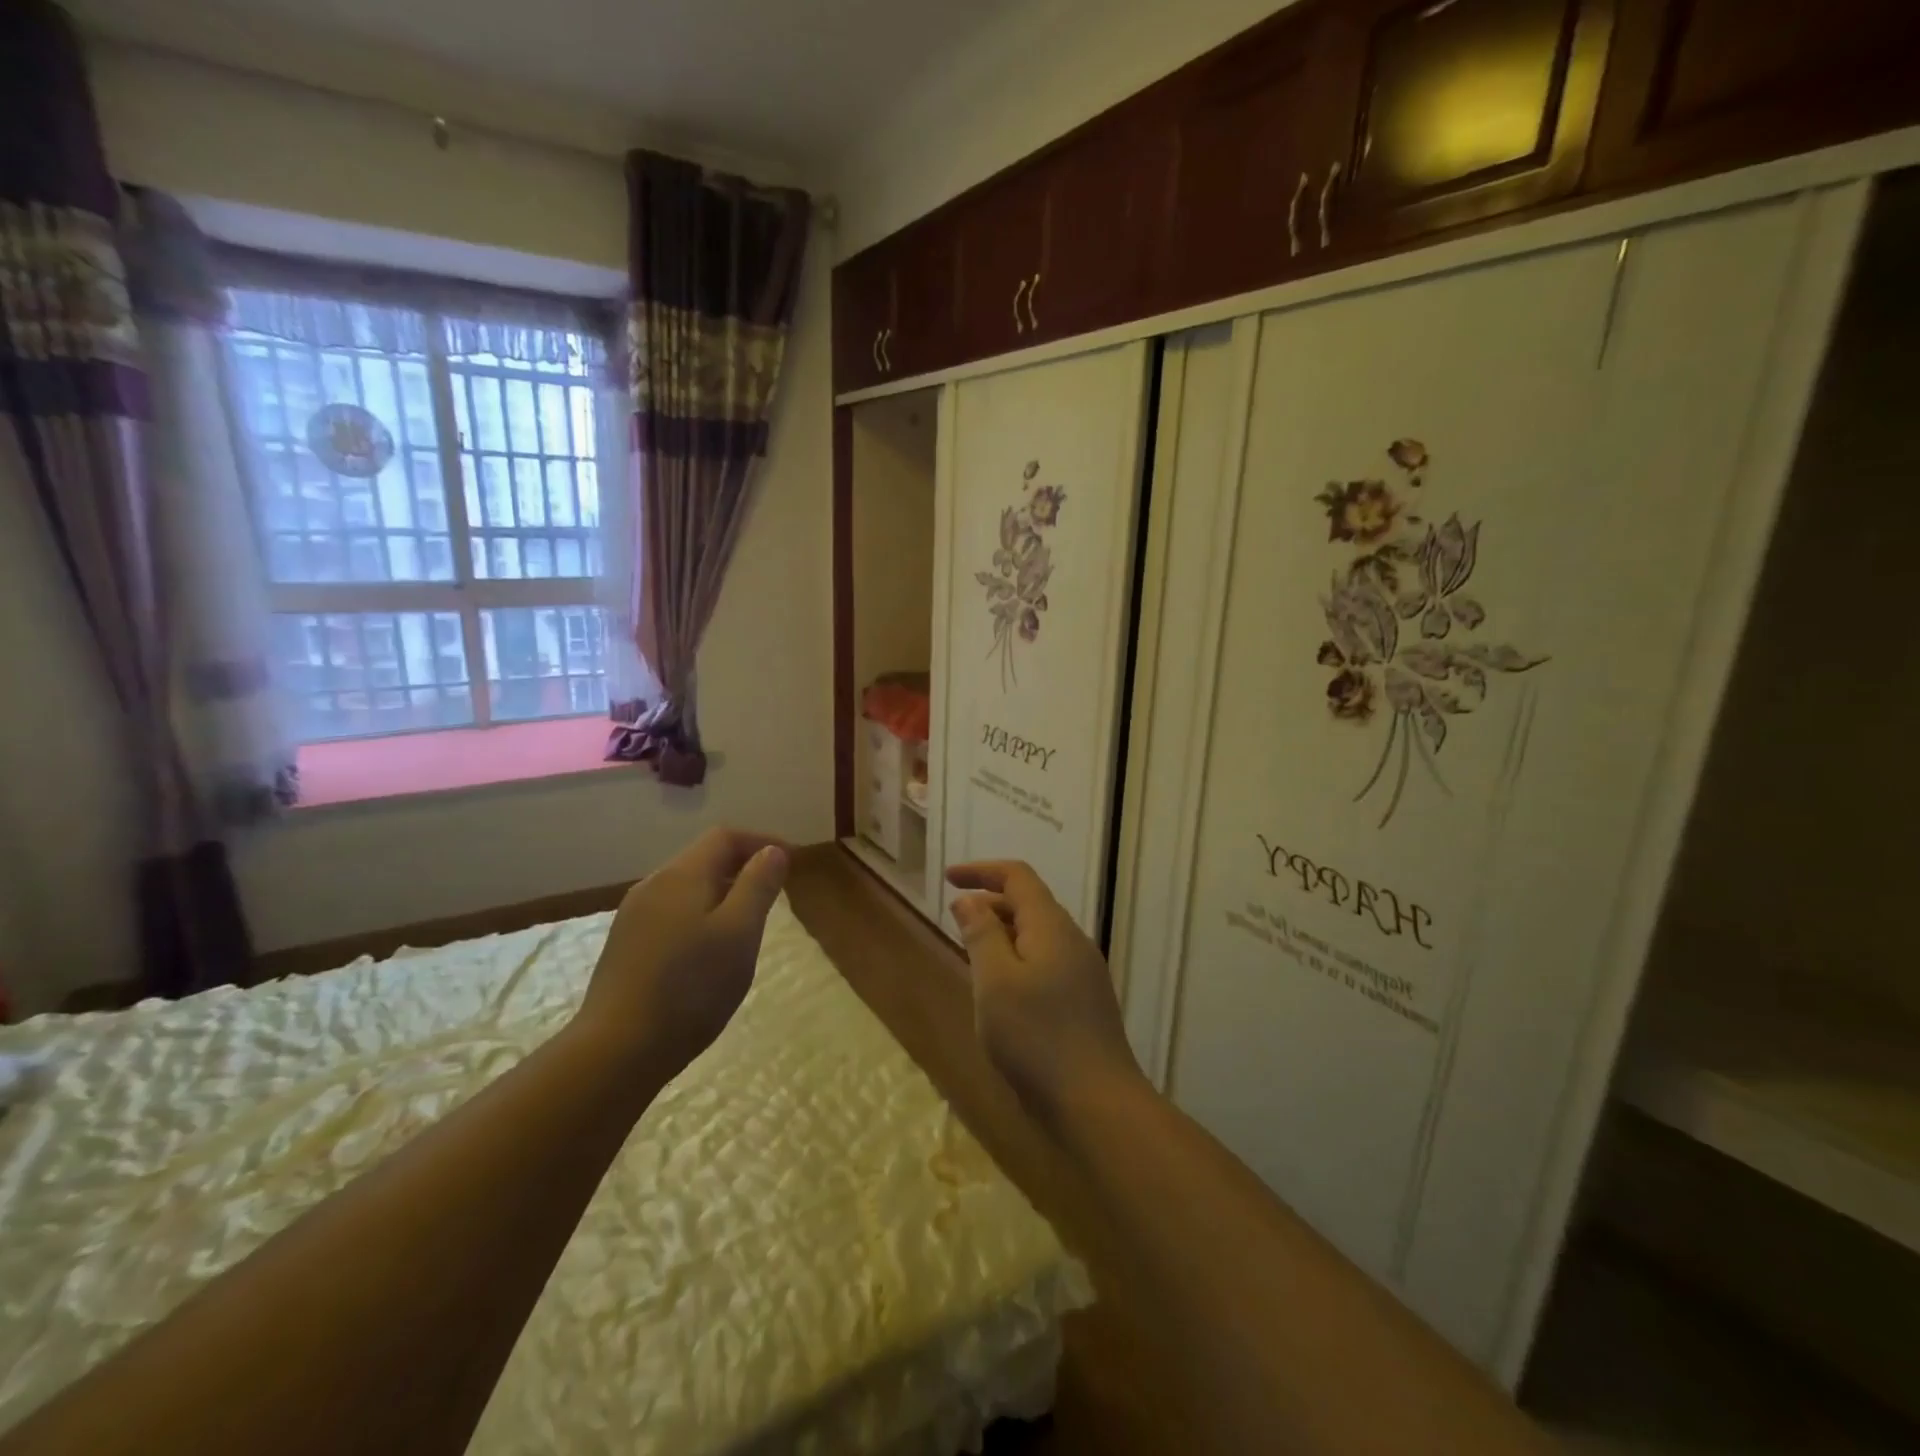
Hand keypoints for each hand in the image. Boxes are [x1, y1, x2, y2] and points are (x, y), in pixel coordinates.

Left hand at [575, 828, 788, 1077]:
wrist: (617, 1050)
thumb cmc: (691, 987)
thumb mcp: (740, 933)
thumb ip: (758, 886)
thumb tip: (772, 851)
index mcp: (682, 875)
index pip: (725, 837)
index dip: (761, 841)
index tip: (791, 862)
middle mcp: (653, 885)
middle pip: (703, 858)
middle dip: (743, 867)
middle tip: (774, 893)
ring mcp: (633, 916)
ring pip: (687, 888)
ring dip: (722, 893)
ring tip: (747, 923)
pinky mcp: (625, 945)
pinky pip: (672, 913)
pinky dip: (700, 915)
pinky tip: (709, 951)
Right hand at [947, 860, 1142, 1121]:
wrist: (1097, 1104)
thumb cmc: (1036, 1037)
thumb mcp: (994, 982)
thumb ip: (981, 934)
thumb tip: (970, 900)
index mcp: (1052, 927)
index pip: (1017, 877)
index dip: (981, 870)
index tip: (948, 878)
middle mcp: (1073, 941)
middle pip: (1030, 904)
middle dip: (990, 903)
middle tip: (955, 922)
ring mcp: (1084, 973)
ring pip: (1038, 936)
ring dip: (1003, 934)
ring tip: (973, 956)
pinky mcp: (1086, 1002)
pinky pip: (1047, 963)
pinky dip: (1018, 961)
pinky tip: (1003, 994)